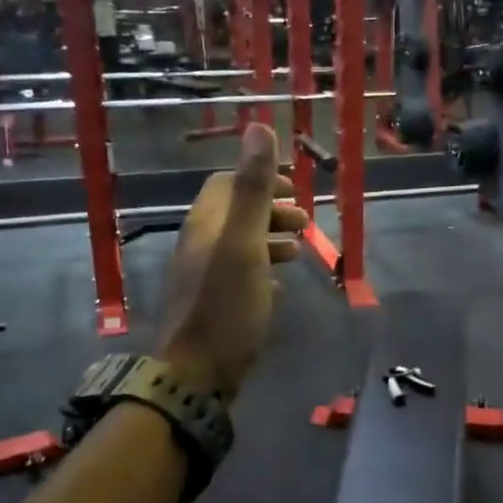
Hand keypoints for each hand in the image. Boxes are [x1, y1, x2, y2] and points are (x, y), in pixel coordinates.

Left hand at [155, 124, 308, 399]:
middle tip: (305, 223)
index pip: (227, 184)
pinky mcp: (211, 307)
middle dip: (271, 211)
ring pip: (239, 246)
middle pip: (235, 214)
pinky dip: (262, 270)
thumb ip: (253, 188)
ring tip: (299, 251)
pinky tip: (279, 286)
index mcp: (205, 225)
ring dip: (269, 241)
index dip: (260, 179)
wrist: (196, 374)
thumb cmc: (225, 306)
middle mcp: (199, 246)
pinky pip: (239, 277)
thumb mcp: (244, 243)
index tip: (294, 189)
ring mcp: (202, 278)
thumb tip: (258, 127)